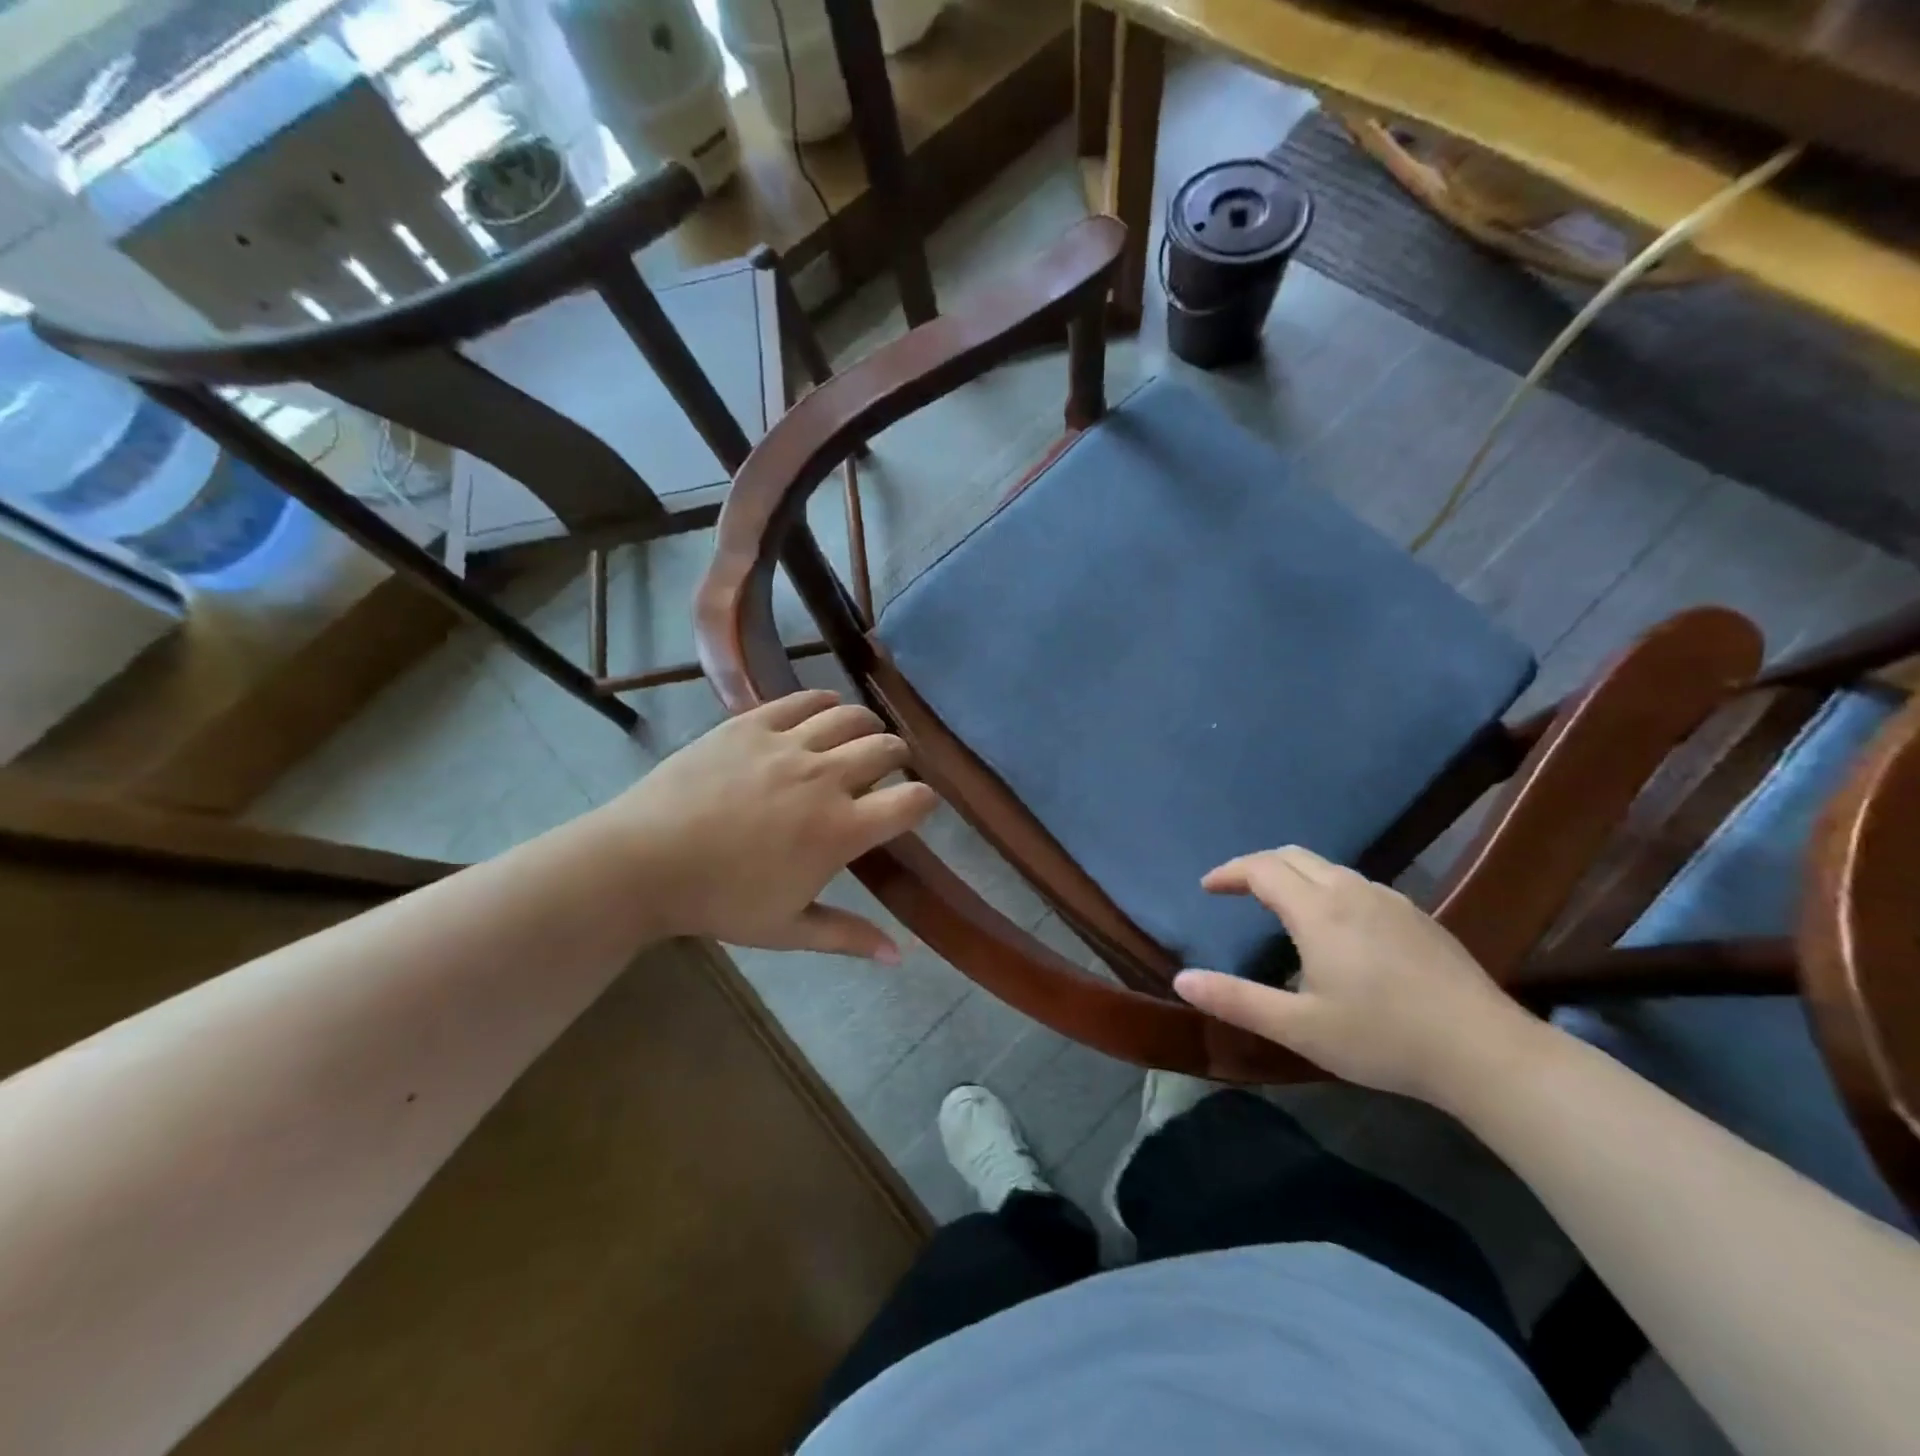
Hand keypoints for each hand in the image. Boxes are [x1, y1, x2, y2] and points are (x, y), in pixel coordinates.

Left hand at [607, 690, 937, 959]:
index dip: (925, 801)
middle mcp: (825, 778)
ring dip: (867, 726)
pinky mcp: (753, 723)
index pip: (911, 802)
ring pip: (851, 717)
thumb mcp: (788, 929)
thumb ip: (848, 937)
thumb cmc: (719, 901)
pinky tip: (824, 713)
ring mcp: (788, 744)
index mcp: (840, 830)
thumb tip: (898, 957)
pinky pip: (804, 701)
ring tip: (860, 738)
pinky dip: (825, 704)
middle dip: (899, 758)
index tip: (918, 806)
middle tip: (888, 770)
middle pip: (887, 748)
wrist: (643, 861)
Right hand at [1172, 847, 1543, 1105]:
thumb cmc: (1383, 1038)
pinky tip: (1335, 926)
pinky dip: (1326, 887)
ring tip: (1278, 905)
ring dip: (1293, 875)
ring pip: (1327, 867)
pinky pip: (1356, 883)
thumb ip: (1236, 1000)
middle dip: (1257, 865)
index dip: (1229, 872)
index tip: (1208, 887)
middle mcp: (1351, 890)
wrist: (1486, 1053)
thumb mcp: (1299, 1027)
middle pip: (1293, 856)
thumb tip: (1180, 980)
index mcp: (1318, 910)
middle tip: (1235, 890)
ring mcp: (1389, 899)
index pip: (1261, 868)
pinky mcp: (1416, 915)